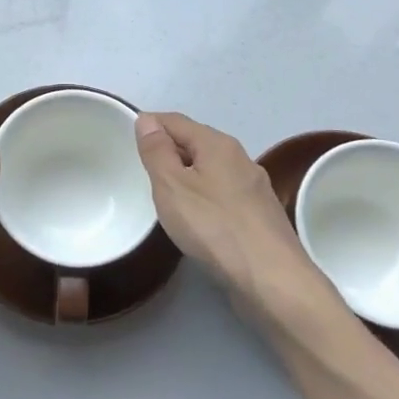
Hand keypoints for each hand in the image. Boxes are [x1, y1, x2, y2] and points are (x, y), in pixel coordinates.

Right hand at [133, 112, 317, 301]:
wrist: (271, 279)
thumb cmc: (214, 227)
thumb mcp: (171, 186)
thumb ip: (156, 151)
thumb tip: (147, 120)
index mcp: (217, 144)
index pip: (176, 120)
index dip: (150, 124)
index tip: (127, 139)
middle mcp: (240, 158)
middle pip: (196, 142)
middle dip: (169, 149)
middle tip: (142, 169)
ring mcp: (255, 187)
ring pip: (212, 169)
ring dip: (188, 174)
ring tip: (165, 194)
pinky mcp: (260, 215)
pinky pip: (224, 193)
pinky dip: (204, 195)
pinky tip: (197, 217)